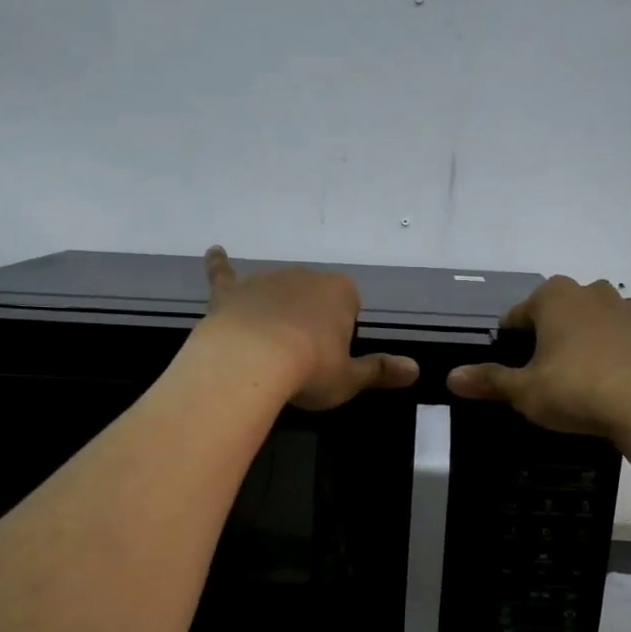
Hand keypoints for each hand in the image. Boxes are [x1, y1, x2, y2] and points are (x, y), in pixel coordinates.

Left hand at [199, 246, 418, 409]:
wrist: (251, 361)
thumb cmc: (310, 369)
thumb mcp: (349, 378)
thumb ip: (380, 371)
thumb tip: (415, 369)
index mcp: (341, 292)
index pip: (350, 305)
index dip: (342, 331)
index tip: (332, 356)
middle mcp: (305, 276)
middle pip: (313, 296)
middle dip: (309, 319)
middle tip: (302, 357)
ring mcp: (265, 280)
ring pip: (277, 291)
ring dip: (277, 309)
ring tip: (270, 345)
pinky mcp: (231, 292)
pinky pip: (225, 274)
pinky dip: (220, 265)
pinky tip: (215, 252)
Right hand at [447, 276, 630, 438]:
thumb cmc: (575, 390)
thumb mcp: (524, 391)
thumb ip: (488, 380)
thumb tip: (451, 377)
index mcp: (553, 297)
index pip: (518, 315)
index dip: (510, 341)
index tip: (512, 368)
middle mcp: (590, 290)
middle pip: (556, 312)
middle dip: (547, 336)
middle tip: (543, 374)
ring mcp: (625, 307)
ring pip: (591, 319)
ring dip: (581, 338)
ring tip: (577, 375)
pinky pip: (620, 335)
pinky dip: (611, 349)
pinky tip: (608, 378)